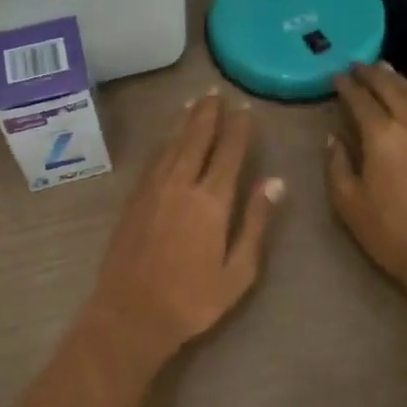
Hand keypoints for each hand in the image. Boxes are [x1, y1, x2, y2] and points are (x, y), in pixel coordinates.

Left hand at [86, 91, 283, 363]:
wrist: (131, 314)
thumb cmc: (192, 300)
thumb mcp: (238, 271)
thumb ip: (255, 222)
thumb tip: (275, 182)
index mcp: (211, 201)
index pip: (229, 153)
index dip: (239, 128)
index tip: (245, 108)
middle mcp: (180, 184)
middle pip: (196, 138)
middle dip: (208, 114)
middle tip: (215, 92)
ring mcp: (153, 189)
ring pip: (171, 144)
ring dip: (184, 121)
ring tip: (194, 102)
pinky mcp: (134, 198)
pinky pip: (153, 159)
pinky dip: (164, 141)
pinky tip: (168, 136)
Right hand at [327, 62, 406, 323]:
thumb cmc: (391, 233)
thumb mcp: (349, 203)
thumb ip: (338, 165)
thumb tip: (334, 138)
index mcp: (382, 136)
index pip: (361, 100)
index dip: (347, 85)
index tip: (337, 75)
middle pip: (392, 88)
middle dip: (374, 73)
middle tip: (359, 64)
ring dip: (399, 80)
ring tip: (386, 70)